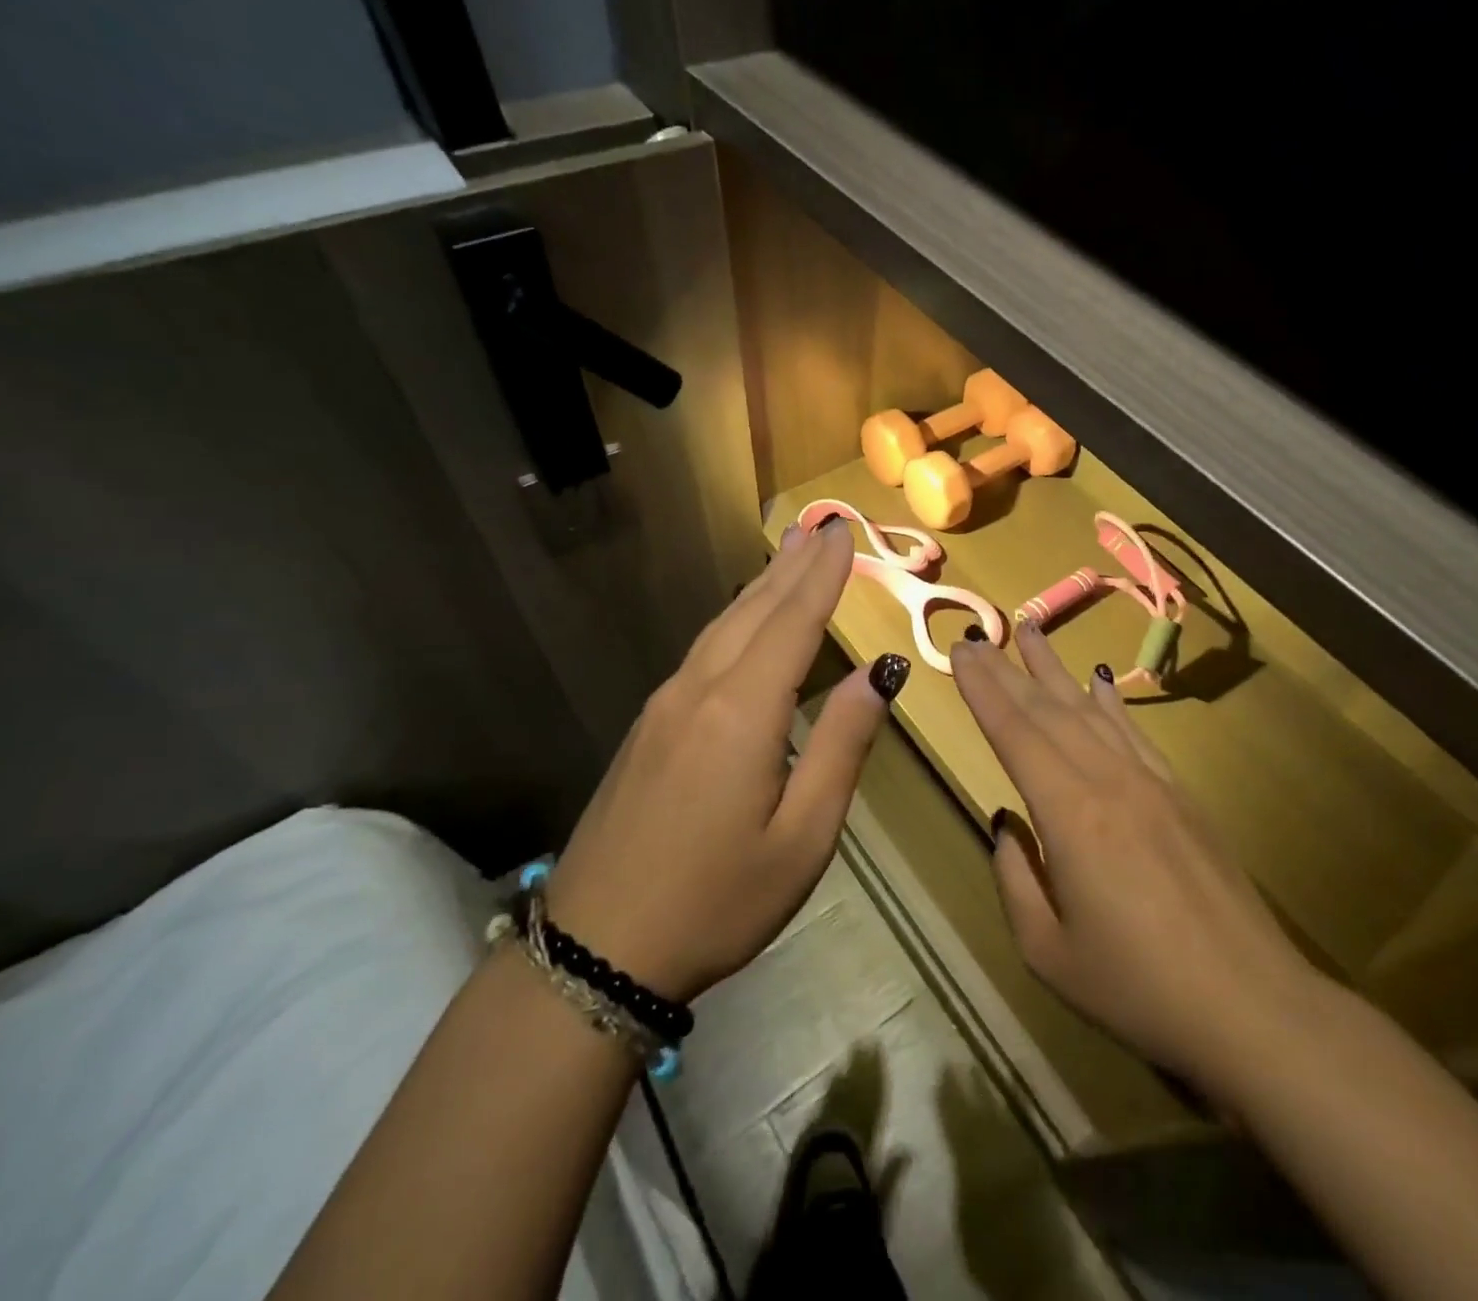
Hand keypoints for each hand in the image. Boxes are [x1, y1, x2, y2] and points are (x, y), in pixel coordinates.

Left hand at [545, 518, 908, 1002]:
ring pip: (722, 628)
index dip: (822, 576)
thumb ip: (840, 745)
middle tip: (820, 526)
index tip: (842, 533)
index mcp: (742, 712)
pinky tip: (742, 621)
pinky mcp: (648, 727)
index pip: (793, 623)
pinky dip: (734, 620)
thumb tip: (879, 674)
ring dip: (761, 588)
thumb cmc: (719, 900)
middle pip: (753, 612)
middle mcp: (699, 691)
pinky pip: (701, 652)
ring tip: (788, 554)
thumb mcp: (803, 836)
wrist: (598, 951)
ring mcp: (664, 706)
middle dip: (792, 567)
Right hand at [951, 621, 1319, 1089]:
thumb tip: (1006, 823)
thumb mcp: (1049, 951)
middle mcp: (1108, 781)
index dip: (983, 690)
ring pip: (1090, 710)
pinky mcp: (1181, 795)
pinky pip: (1134, 733)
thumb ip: (1016, 878)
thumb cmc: (1139, 987)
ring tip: (1030, 630)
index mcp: (1070, 814)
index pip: (1015, 734)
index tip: (960, 651)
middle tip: (976, 635)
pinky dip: (1110, 702)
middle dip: (1007, 669)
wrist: (1253, 1006)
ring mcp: (1150, 783)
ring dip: (1054, 669)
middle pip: (1047, 711)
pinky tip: (1099, 680)